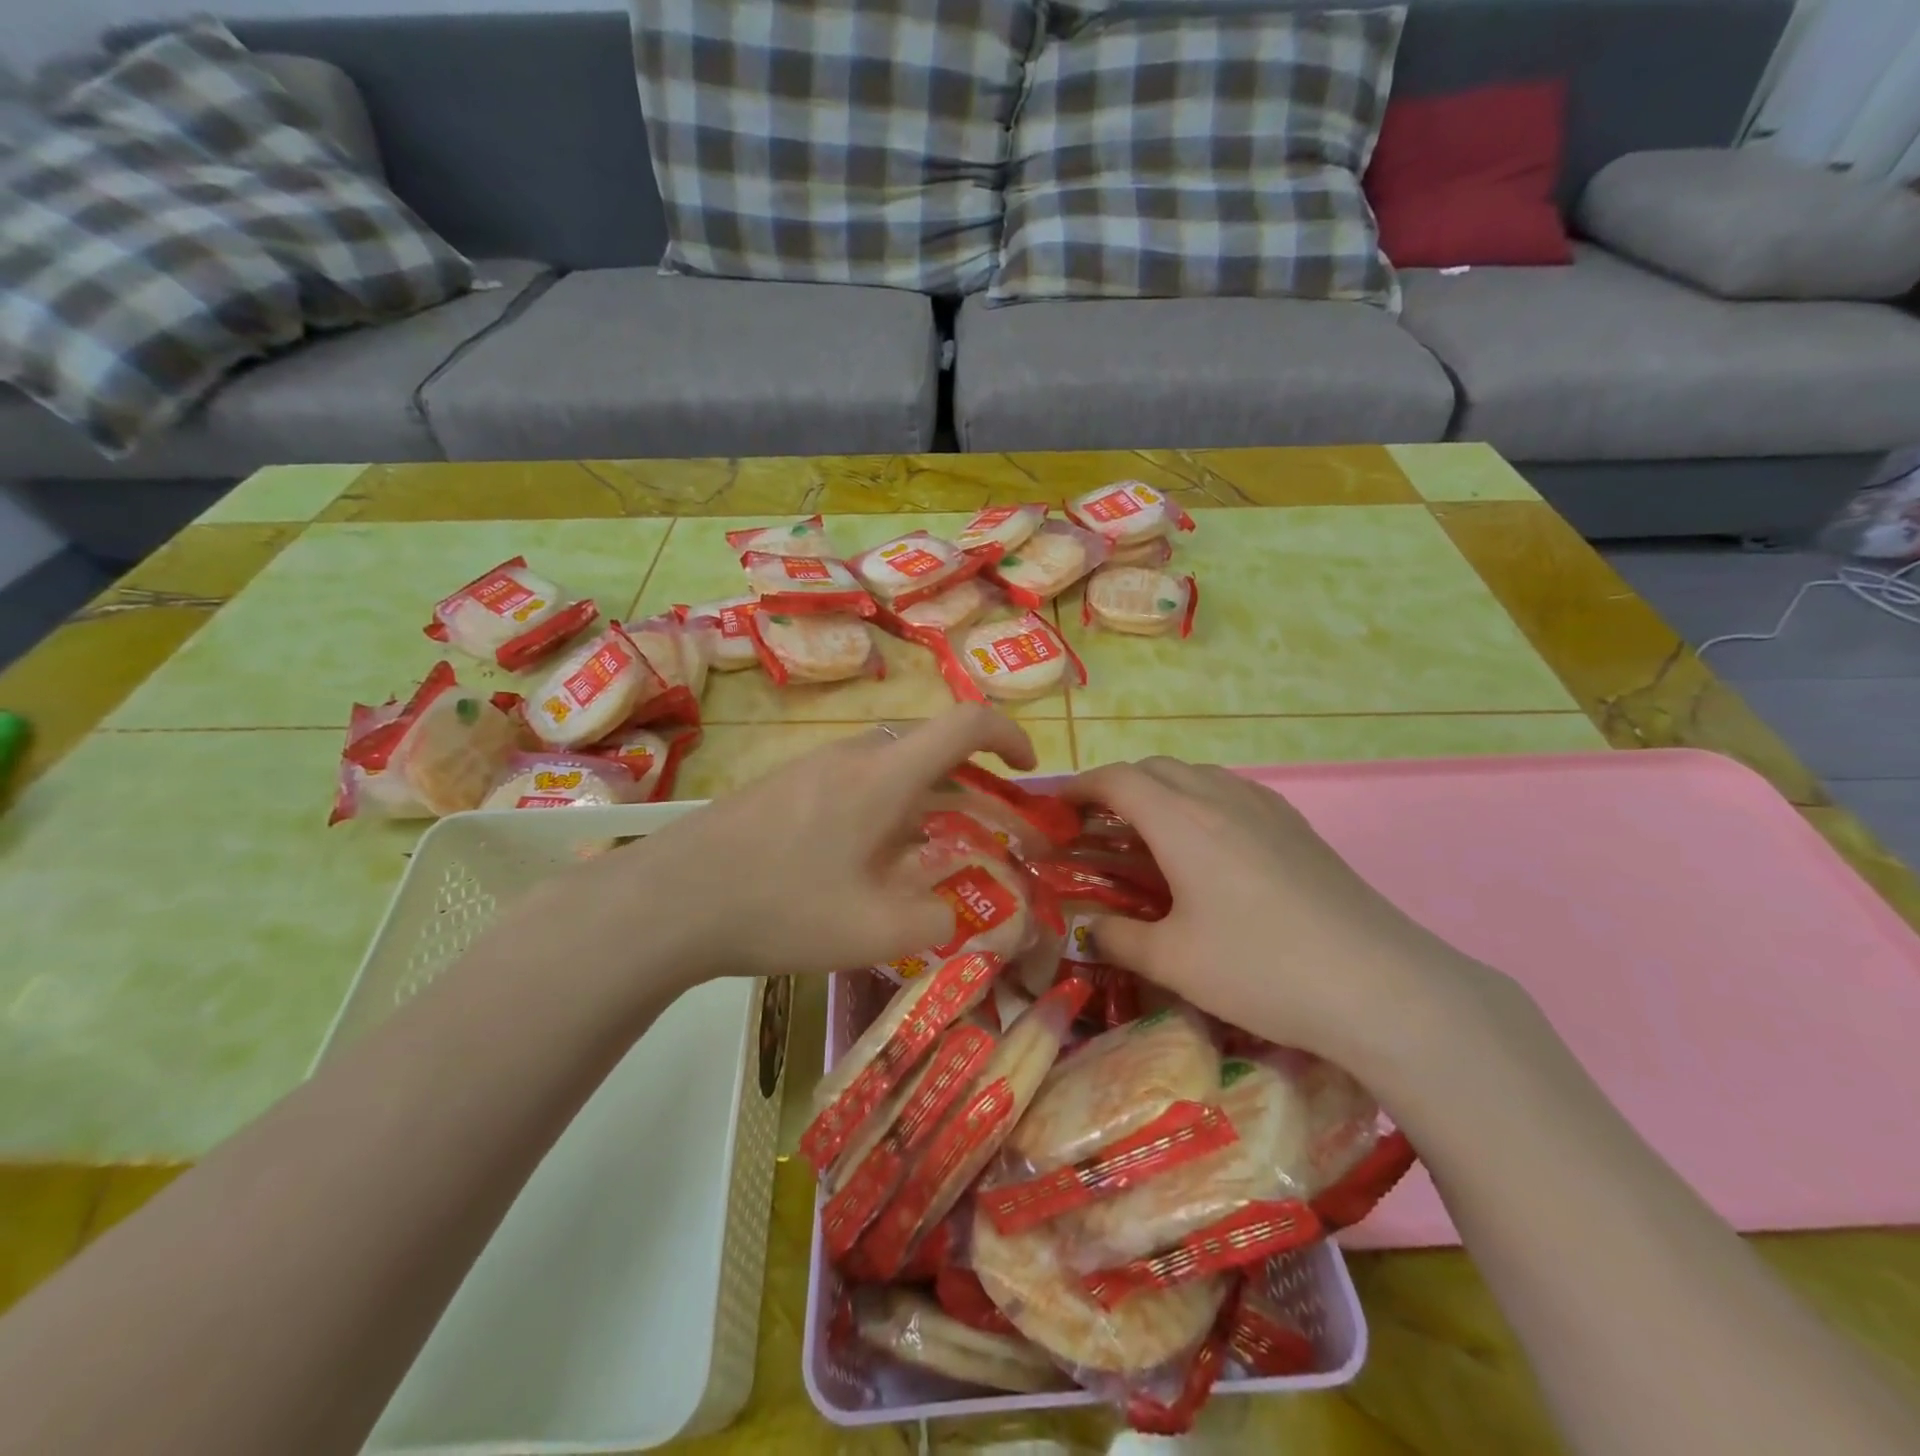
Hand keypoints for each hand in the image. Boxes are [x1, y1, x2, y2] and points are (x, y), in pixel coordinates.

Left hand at [587, 706, 1037, 980]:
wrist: (669, 900)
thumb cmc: (782, 908)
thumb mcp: (875, 931)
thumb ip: (941, 921)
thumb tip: (969, 917)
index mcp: (885, 776)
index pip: (965, 724)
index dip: (1009, 737)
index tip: (1029, 771)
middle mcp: (853, 756)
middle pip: (931, 749)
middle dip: (974, 787)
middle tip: (991, 834)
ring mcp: (812, 768)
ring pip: (891, 768)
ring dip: (928, 801)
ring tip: (934, 855)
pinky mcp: (784, 786)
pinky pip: (855, 783)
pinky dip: (887, 809)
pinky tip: (869, 862)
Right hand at [1062, 758, 1495, 1071]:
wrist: (1380, 985)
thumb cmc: (1262, 968)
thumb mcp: (1173, 962)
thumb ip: (1119, 939)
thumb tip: (1090, 930)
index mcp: (1181, 821)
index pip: (1116, 779)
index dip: (1079, 786)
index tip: (1055, 806)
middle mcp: (1221, 798)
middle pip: (1155, 768)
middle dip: (1117, 786)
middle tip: (1097, 825)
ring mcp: (1266, 808)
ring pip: (1197, 775)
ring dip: (1162, 790)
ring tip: (1149, 833)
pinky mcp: (1297, 827)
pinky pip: (1232, 792)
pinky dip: (1201, 801)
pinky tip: (1209, 847)